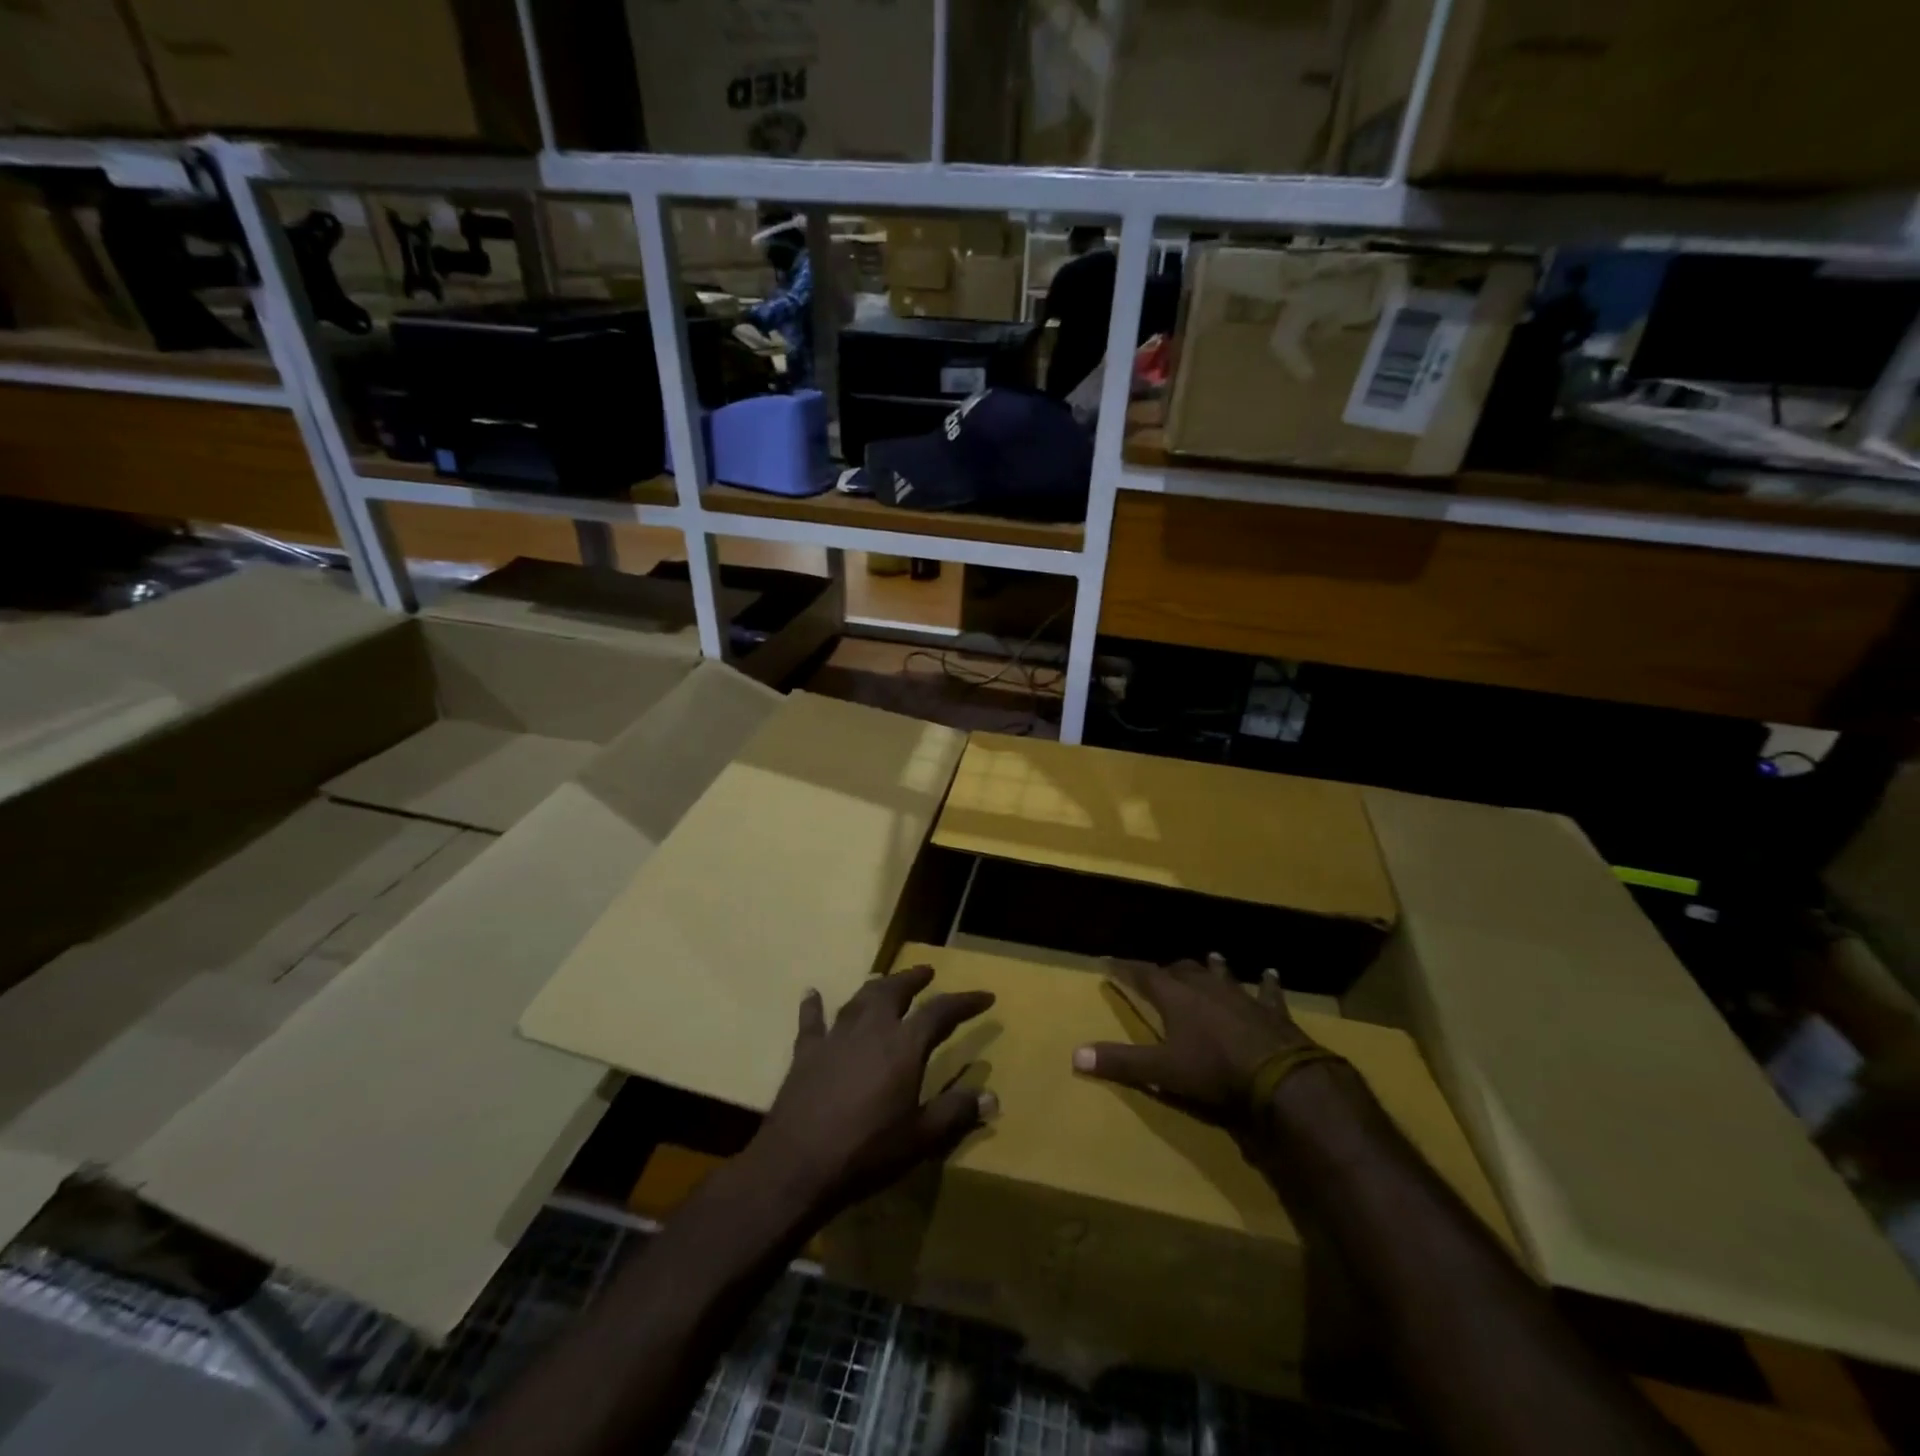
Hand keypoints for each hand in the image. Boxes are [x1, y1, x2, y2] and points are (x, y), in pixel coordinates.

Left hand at [751, 966, 996, 1219]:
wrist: (798, 1165)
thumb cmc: (867, 1152)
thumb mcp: (921, 1138)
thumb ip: (956, 1112)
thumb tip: (992, 1096)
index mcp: (904, 1045)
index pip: (941, 1012)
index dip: (965, 1002)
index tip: (985, 996)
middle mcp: (871, 1029)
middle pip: (894, 991)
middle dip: (913, 979)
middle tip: (927, 972)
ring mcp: (835, 1037)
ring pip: (859, 999)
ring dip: (875, 987)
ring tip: (883, 980)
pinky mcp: (806, 1052)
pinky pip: (811, 1021)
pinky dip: (813, 1006)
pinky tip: (811, 994)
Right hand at [1072, 956, 1314, 1127]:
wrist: (1280, 1077)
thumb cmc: (1213, 1070)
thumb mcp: (1161, 1070)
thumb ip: (1120, 1062)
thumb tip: (1075, 1055)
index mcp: (1175, 997)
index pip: (1142, 975)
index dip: (1124, 968)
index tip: (1108, 961)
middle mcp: (1205, 987)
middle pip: (1181, 970)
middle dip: (1167, 970)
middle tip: (1159, 971)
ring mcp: (1240, 996)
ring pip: (1221, 974)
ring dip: (1213, 967)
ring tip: (1210, 957)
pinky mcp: (1271, 1010)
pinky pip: (1267, 991)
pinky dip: (1267, 982)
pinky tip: (1270, 972)